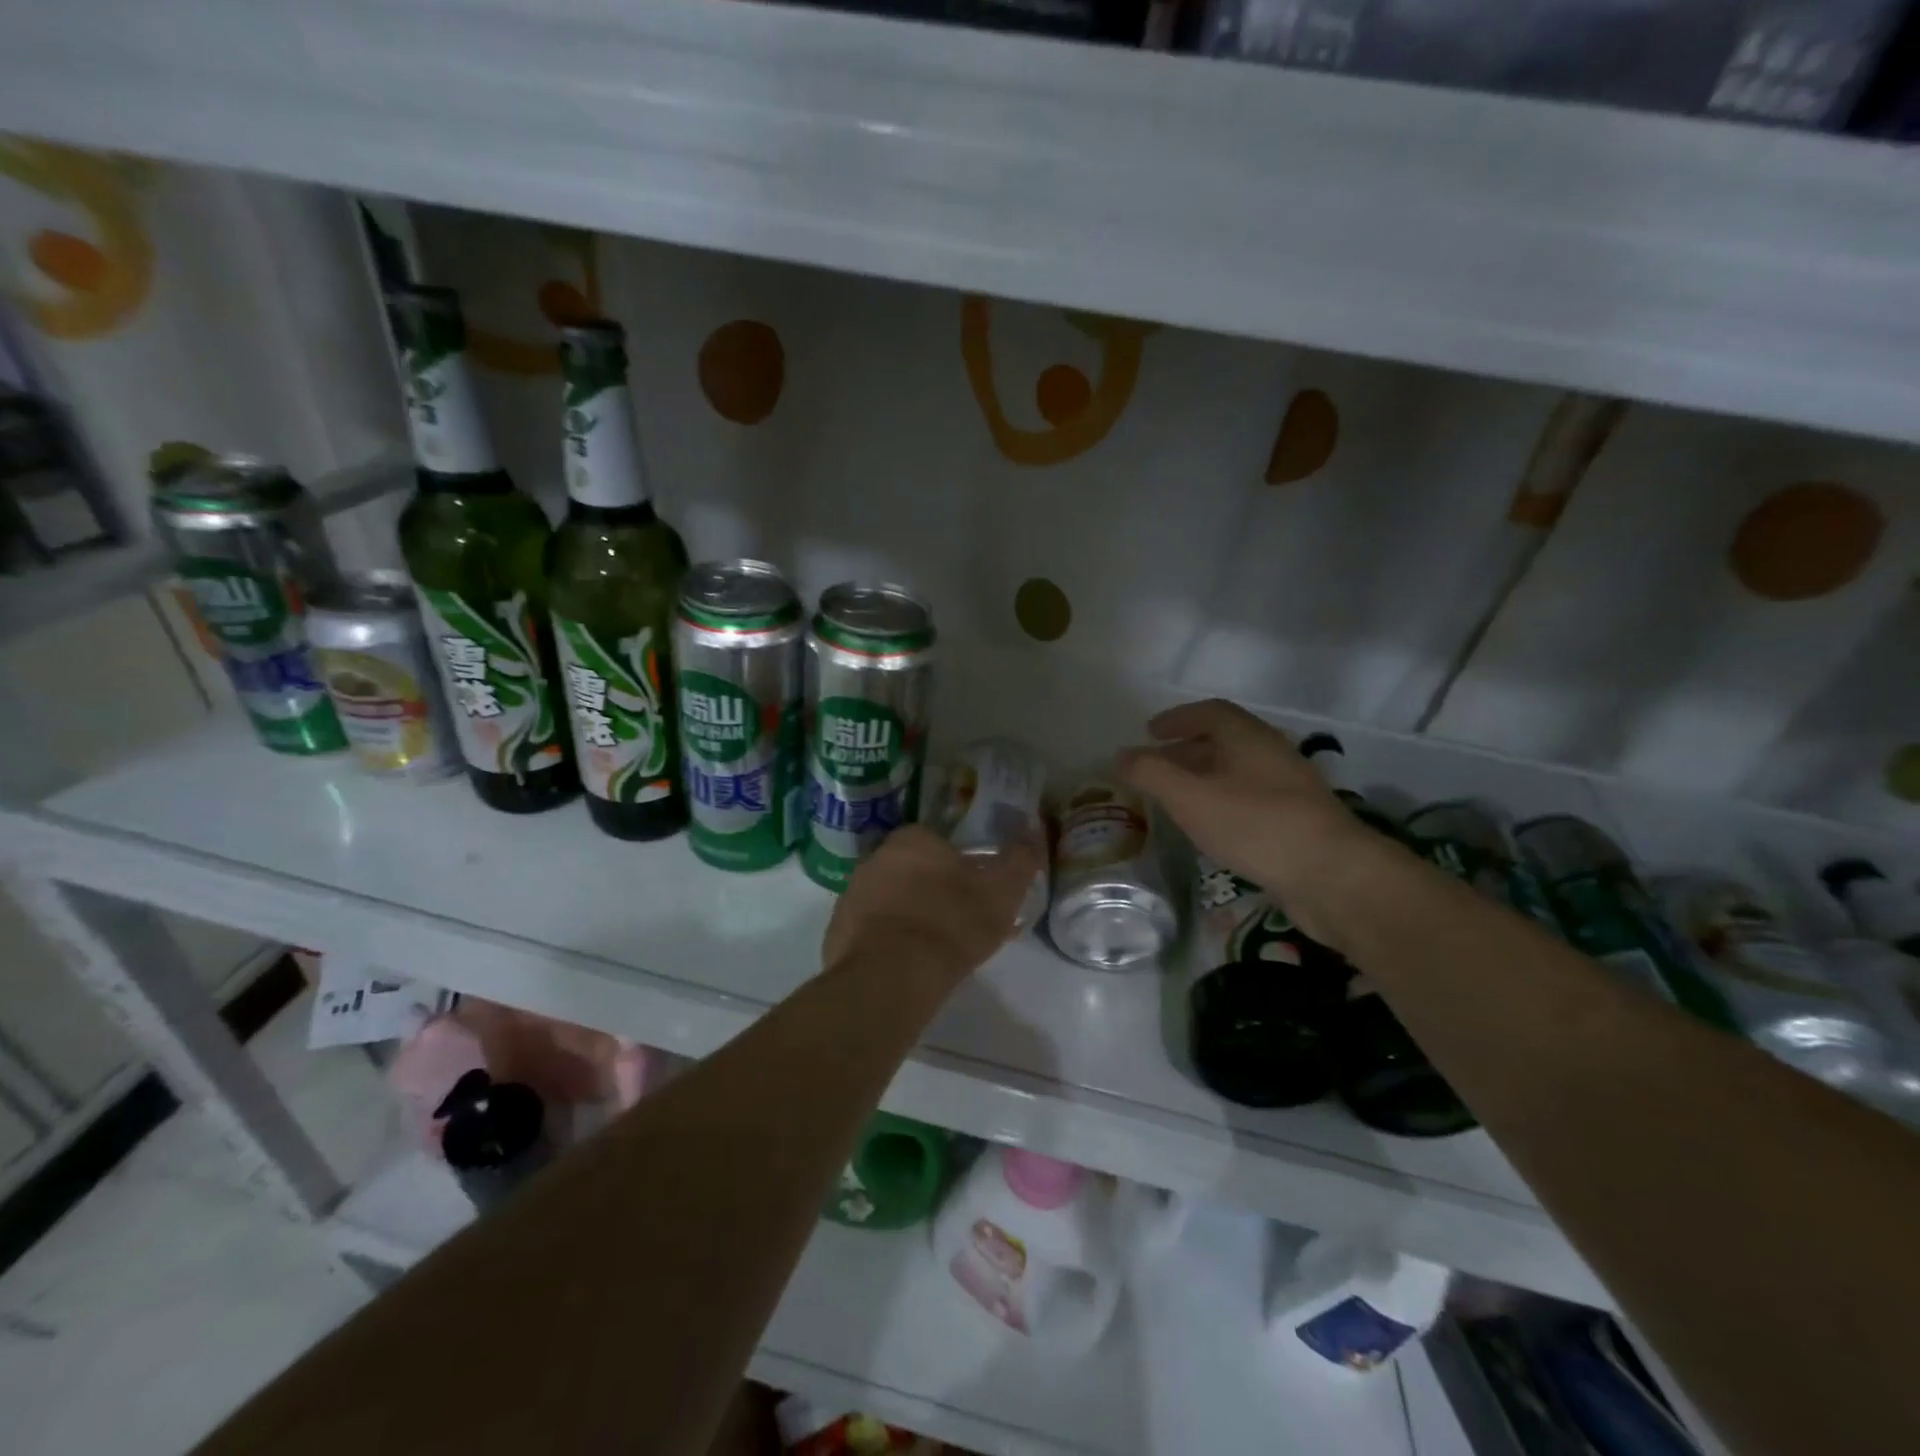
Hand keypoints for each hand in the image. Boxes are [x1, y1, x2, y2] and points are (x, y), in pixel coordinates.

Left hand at [822, 825, 1042, 984]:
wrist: (891, 977)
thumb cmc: (951, 924)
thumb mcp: (1001, 892)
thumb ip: (1020, 859)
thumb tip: (1034, 828)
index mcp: (913, 839)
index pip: (938, 842)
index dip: (958, 866)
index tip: (972, 892)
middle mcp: (876, 857)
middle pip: (910, 868)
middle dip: (930, 888)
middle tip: (956, 920)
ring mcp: (851, 893)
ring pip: (888, 898)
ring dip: (906, 914)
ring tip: (932, 947)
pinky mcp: (837, 930)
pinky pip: (869, 929)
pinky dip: (885, 941)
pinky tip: (904, 965)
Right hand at [1119, 700, 1394, 941]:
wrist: (1332, 875)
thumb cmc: (1256, 825)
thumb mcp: (1191, 798)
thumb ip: (1151, 774)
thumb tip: (1119, 756)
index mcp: (1248, 737)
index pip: (1210, 712)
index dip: (1177, 718)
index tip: (1150, 731)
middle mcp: (1271, 753)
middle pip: (1225, 740)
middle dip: (1187, 749)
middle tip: (1157, 765)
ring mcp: (1289, 787)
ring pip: (1238, 771)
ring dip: (1205, 776)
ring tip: (1177, 796)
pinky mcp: (1297, 820)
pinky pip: (1250, 797)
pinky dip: (1223, 800)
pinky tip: (1211, 826)